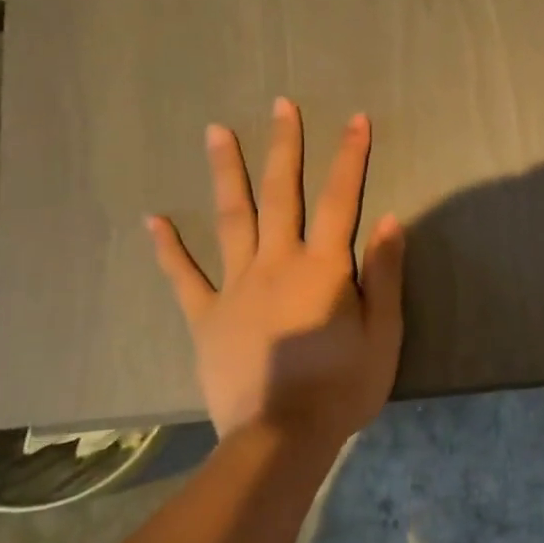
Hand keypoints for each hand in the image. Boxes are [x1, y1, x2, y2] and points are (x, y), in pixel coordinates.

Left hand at [146, 98, 405, 446]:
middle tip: (280, 105)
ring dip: (225, 173)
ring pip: (230, 220)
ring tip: (215, 131)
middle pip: (280, 195)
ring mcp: (235, 288)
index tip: (355, 120)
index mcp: (322, 268)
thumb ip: (384, 275)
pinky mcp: (206, 317)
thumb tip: (389, 220)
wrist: (281, 437)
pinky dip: (168, 248)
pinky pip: (184, 277)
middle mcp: (276, 264)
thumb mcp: (384, 334)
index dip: (350, 158)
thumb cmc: (343, 387)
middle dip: (284, 146)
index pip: (341, 200)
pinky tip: (153, 219)